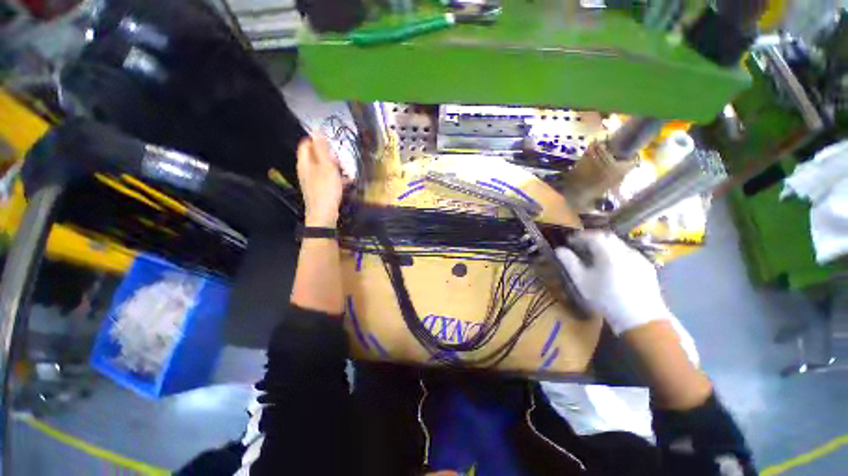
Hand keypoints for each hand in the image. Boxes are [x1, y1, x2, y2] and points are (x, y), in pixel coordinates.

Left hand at [297, 135, 344, 227]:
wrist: (324, 215)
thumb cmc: (326, 189)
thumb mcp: (326, 167)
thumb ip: (322, 149)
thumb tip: (316, 130)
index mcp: (305, 163)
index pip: (306, 144)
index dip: (317, 140)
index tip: (331, 144)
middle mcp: (306, 171)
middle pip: (315, 156)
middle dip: (329, 156)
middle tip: (340, 160)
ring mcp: (312, 182)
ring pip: (323, 168)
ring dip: (335, 168)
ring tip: (346, 172)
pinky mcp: (320, 190)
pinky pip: (327, 179)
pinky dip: (336, 178)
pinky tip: (347, 183)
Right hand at [555, 231, 673, 334]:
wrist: (640, 319)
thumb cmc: (606, 299)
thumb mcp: (582, 281)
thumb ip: (570, 263)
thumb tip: (559, 250)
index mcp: (609, 253)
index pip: (594, 235)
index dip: (580, 236)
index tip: (570, 241)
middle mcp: (626, 251)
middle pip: (608, 237)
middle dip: (592, 238)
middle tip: (581, 246)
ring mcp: (639, 258)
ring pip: (619, 245)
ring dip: (605, 246)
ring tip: (595, 256)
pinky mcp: (647, 267)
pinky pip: (628, 253)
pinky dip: (616, 253)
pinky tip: (612, 266)